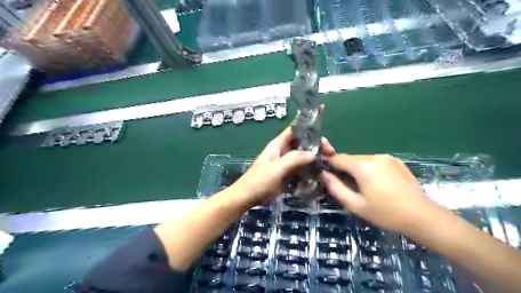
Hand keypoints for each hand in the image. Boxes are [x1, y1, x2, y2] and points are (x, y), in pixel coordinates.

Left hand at [231, 128, 332, 207]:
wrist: (248, 197)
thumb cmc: (259, 181)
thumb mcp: (276, 169)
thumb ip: (293, 159)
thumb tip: (313, 153)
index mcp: (278, 144)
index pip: (294, 128)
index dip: (307, 120)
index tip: (322, 113)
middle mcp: (283, 151)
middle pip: (303, 143)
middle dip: (317, 145)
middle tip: (330, 153)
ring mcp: (286, 162)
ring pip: (304, 156)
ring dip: (315, 159)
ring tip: (328, 164)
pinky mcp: (287, 173)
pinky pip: (301, 168)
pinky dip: (310, 170)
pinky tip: (320, 175)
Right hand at [322, 154, 431, 234]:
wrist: (420, 215)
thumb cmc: (384, 213)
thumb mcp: (355, 205)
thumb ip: (336, 188)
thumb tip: (324, 174)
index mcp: (362, 166)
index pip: (338, 158)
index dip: (330, 165)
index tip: (329, 175)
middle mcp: (374, 156)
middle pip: (350, 158)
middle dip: (345, 168)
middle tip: (348, 186)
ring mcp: (386, 157)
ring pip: (362, 159)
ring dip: (358, 168)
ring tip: (365, 186)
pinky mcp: (396, 160)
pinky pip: (375, 161)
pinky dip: (370, 168)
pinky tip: (378, 183)